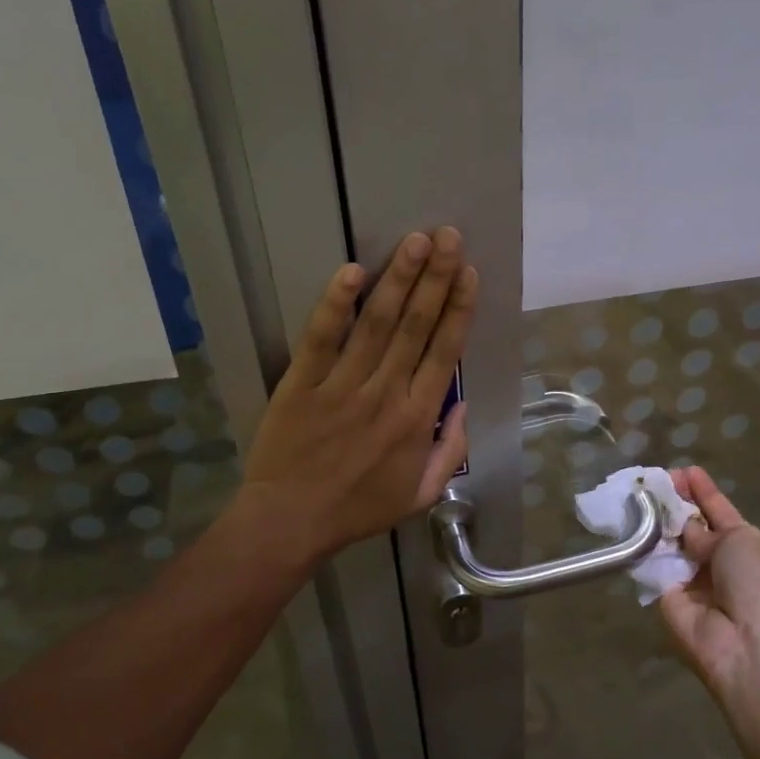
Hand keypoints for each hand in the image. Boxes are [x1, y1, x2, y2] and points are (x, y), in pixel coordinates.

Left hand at [239, 229, 477, 565]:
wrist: (291, 522)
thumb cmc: (358, 509)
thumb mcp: (421, 494)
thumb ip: (450, 450)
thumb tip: (463, 405)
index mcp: (417, 418)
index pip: (444, 351)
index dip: (459, 308)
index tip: (468, 272)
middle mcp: (386, 393)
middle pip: (417, 326)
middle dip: (435, 278)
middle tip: (448, 236)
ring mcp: (343, 385)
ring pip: (378, 324)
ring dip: (399, 279)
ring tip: (416, 241)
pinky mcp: (303, 383)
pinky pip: (322, 338)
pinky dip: (337, 305)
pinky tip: (352, 272)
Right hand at [658, 467, 759, 712]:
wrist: (745, 644)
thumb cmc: (757, 584)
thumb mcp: (742, 541)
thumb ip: (709, 528)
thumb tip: (687, 529)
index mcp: (752, 549)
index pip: (723, 513)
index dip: (704, 492)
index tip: (685, 470)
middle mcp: (722, 565)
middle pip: (695, 528)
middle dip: (677, 504)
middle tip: (654, 481)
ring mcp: (695, 582)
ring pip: (672, 544)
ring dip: (657, 523)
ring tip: (638, 495)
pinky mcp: (668, 597)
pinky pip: (654, 566)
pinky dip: (644, 547)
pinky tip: (629, 522)